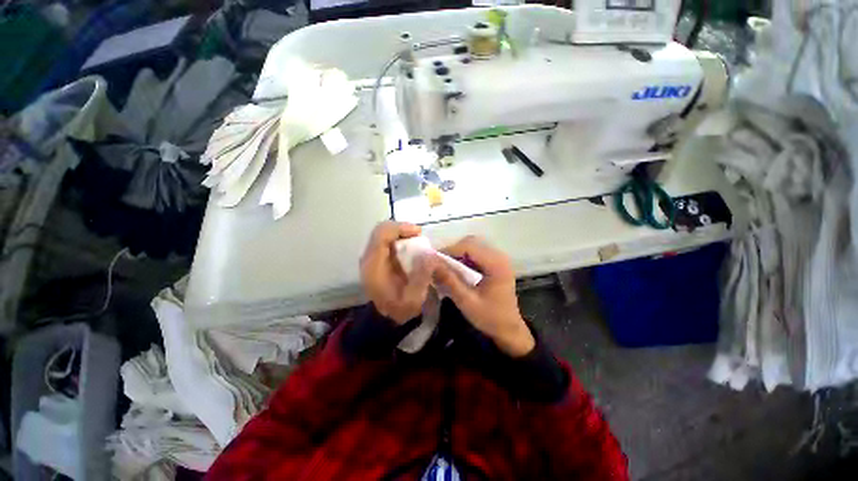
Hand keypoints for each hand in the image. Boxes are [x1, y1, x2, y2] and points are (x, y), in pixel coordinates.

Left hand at [360, 221, 438, 323]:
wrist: (385, 318)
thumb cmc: (398, 310)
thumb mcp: (413, 300)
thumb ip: (421, 278)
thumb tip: (430, 255)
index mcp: (374, 265)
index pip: (381, 234)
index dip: (400, 228)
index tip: (418, 233)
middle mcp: (368, 257)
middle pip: (381, 230)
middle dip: (402, 228)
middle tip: (419, 236)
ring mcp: (371, 257)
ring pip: (384, 233)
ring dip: (401, 233)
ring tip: (417, 240)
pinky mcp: (376, 258)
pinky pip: (386, 240)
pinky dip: (399, 238)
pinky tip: (411, 246)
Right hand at [433, 236, 534, 356]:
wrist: (509, 329)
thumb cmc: (490, 317)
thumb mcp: (467, 301)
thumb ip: (449, 281)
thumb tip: (430, 263)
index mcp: (496, 263)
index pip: (469, 246)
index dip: (449, 250)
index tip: (433, 261)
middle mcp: (499, 256)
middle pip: (471, 242)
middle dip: (453, 251)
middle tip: (439, 264)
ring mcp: (498, 258)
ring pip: (472, 246)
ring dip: (457, 254)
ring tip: (446, 267)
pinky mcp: (495, 263)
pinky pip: (476, 253)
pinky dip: (464, 258)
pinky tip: (457, 270)